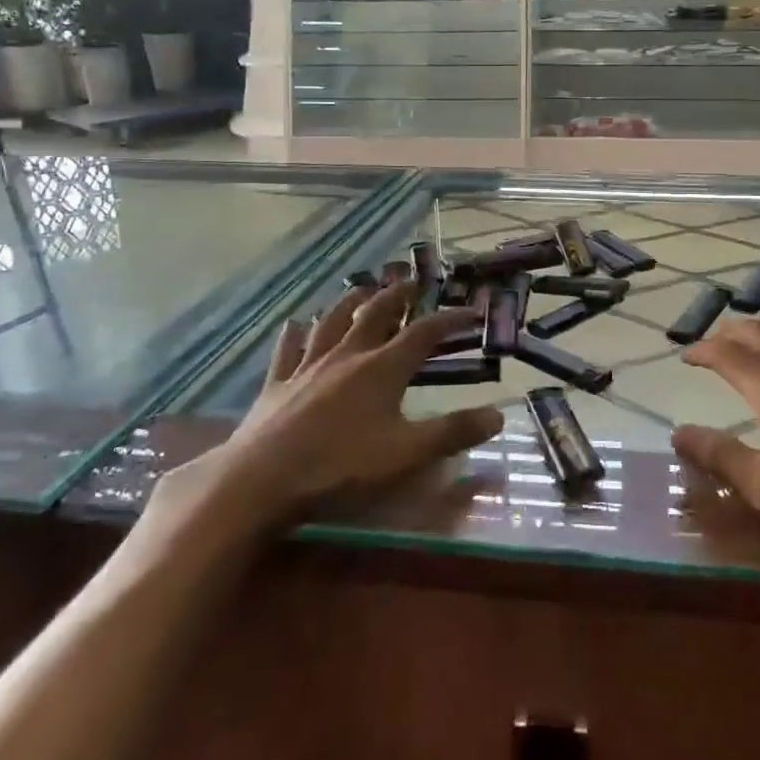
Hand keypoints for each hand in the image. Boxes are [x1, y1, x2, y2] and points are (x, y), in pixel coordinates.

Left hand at [143, 283, 502, 550]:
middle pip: (377, 314)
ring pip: (332, 322)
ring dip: (350, 302)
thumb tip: (498, 413)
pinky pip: (288, 349)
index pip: (425, 333)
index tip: (472, 310)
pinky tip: (295, 324)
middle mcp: (348, 355)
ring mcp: (308, 366)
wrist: (261, 479)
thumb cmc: (340, 465)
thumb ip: (453, 432)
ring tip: (361, 289)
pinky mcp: (277, 383)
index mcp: (382, 368)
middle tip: (412, 281)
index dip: (451, 319)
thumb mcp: (406, 454)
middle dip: (398, 295)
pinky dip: (295, 333)